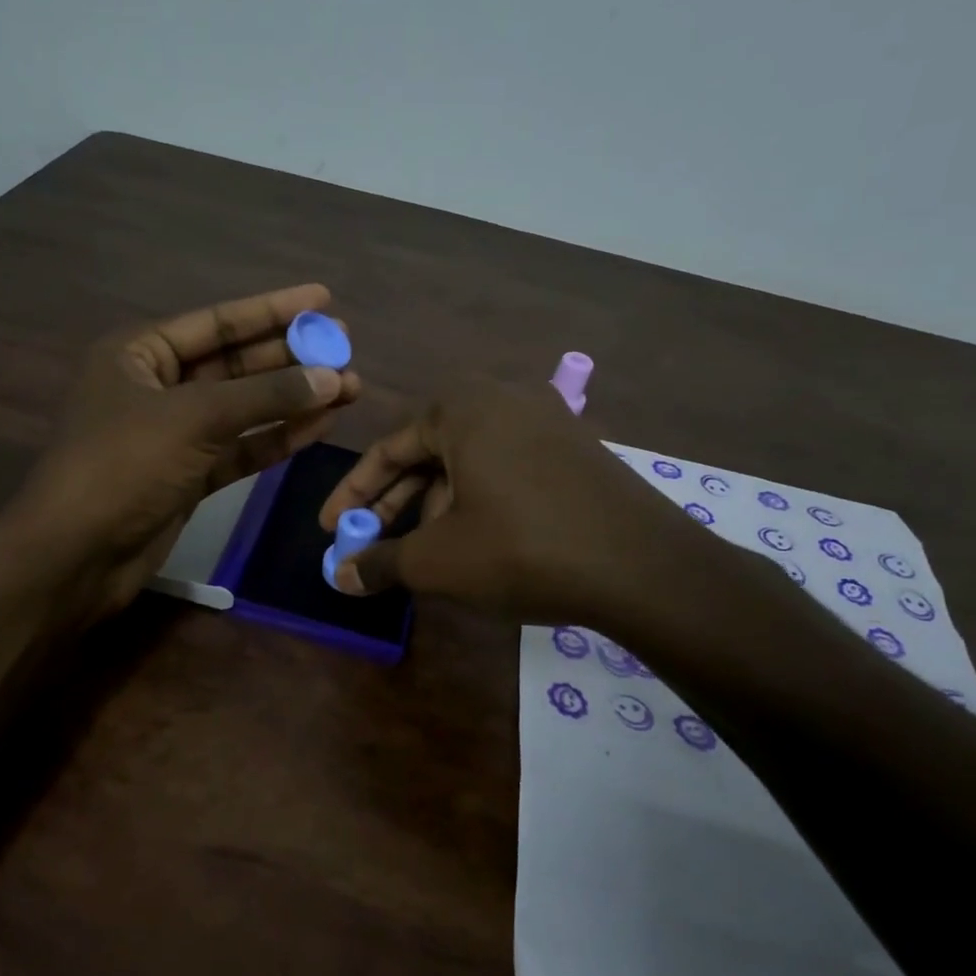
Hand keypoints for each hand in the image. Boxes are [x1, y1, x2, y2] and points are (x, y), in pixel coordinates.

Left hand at [4, 284, 359, 619]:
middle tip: (345, 348)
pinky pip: (240, 448)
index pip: (217, 322)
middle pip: (235, 364)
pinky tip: (319, 426)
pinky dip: (277, 438)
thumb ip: (265, 396)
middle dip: (290, 358)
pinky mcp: (189, 477)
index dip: (272, 310)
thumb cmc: (124, 466)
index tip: (323, 298)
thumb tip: (330, 378)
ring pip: (243, 410)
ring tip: (349, 388)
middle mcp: (156, 387)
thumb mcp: (194, 418)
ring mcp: (174, 435)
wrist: (77, 555)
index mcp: (139, 354)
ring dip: (292, 400)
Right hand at [317, 379, 721, 629]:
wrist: (644, 567)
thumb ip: (380, 562)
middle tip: (369, 544)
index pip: (387, 449)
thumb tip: (338, 576)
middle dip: (394, 503)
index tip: (330, 530)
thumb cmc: (522, 549)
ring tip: (425, 554)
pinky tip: (476, 543)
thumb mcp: (438, 560)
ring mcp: (547, 421)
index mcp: (462, 408)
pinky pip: (505, 469)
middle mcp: (503, 399)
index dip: (352, 495)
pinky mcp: (576, 450)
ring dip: (435, 508)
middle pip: (428, 454)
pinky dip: (477, 502)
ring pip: (467, 464)